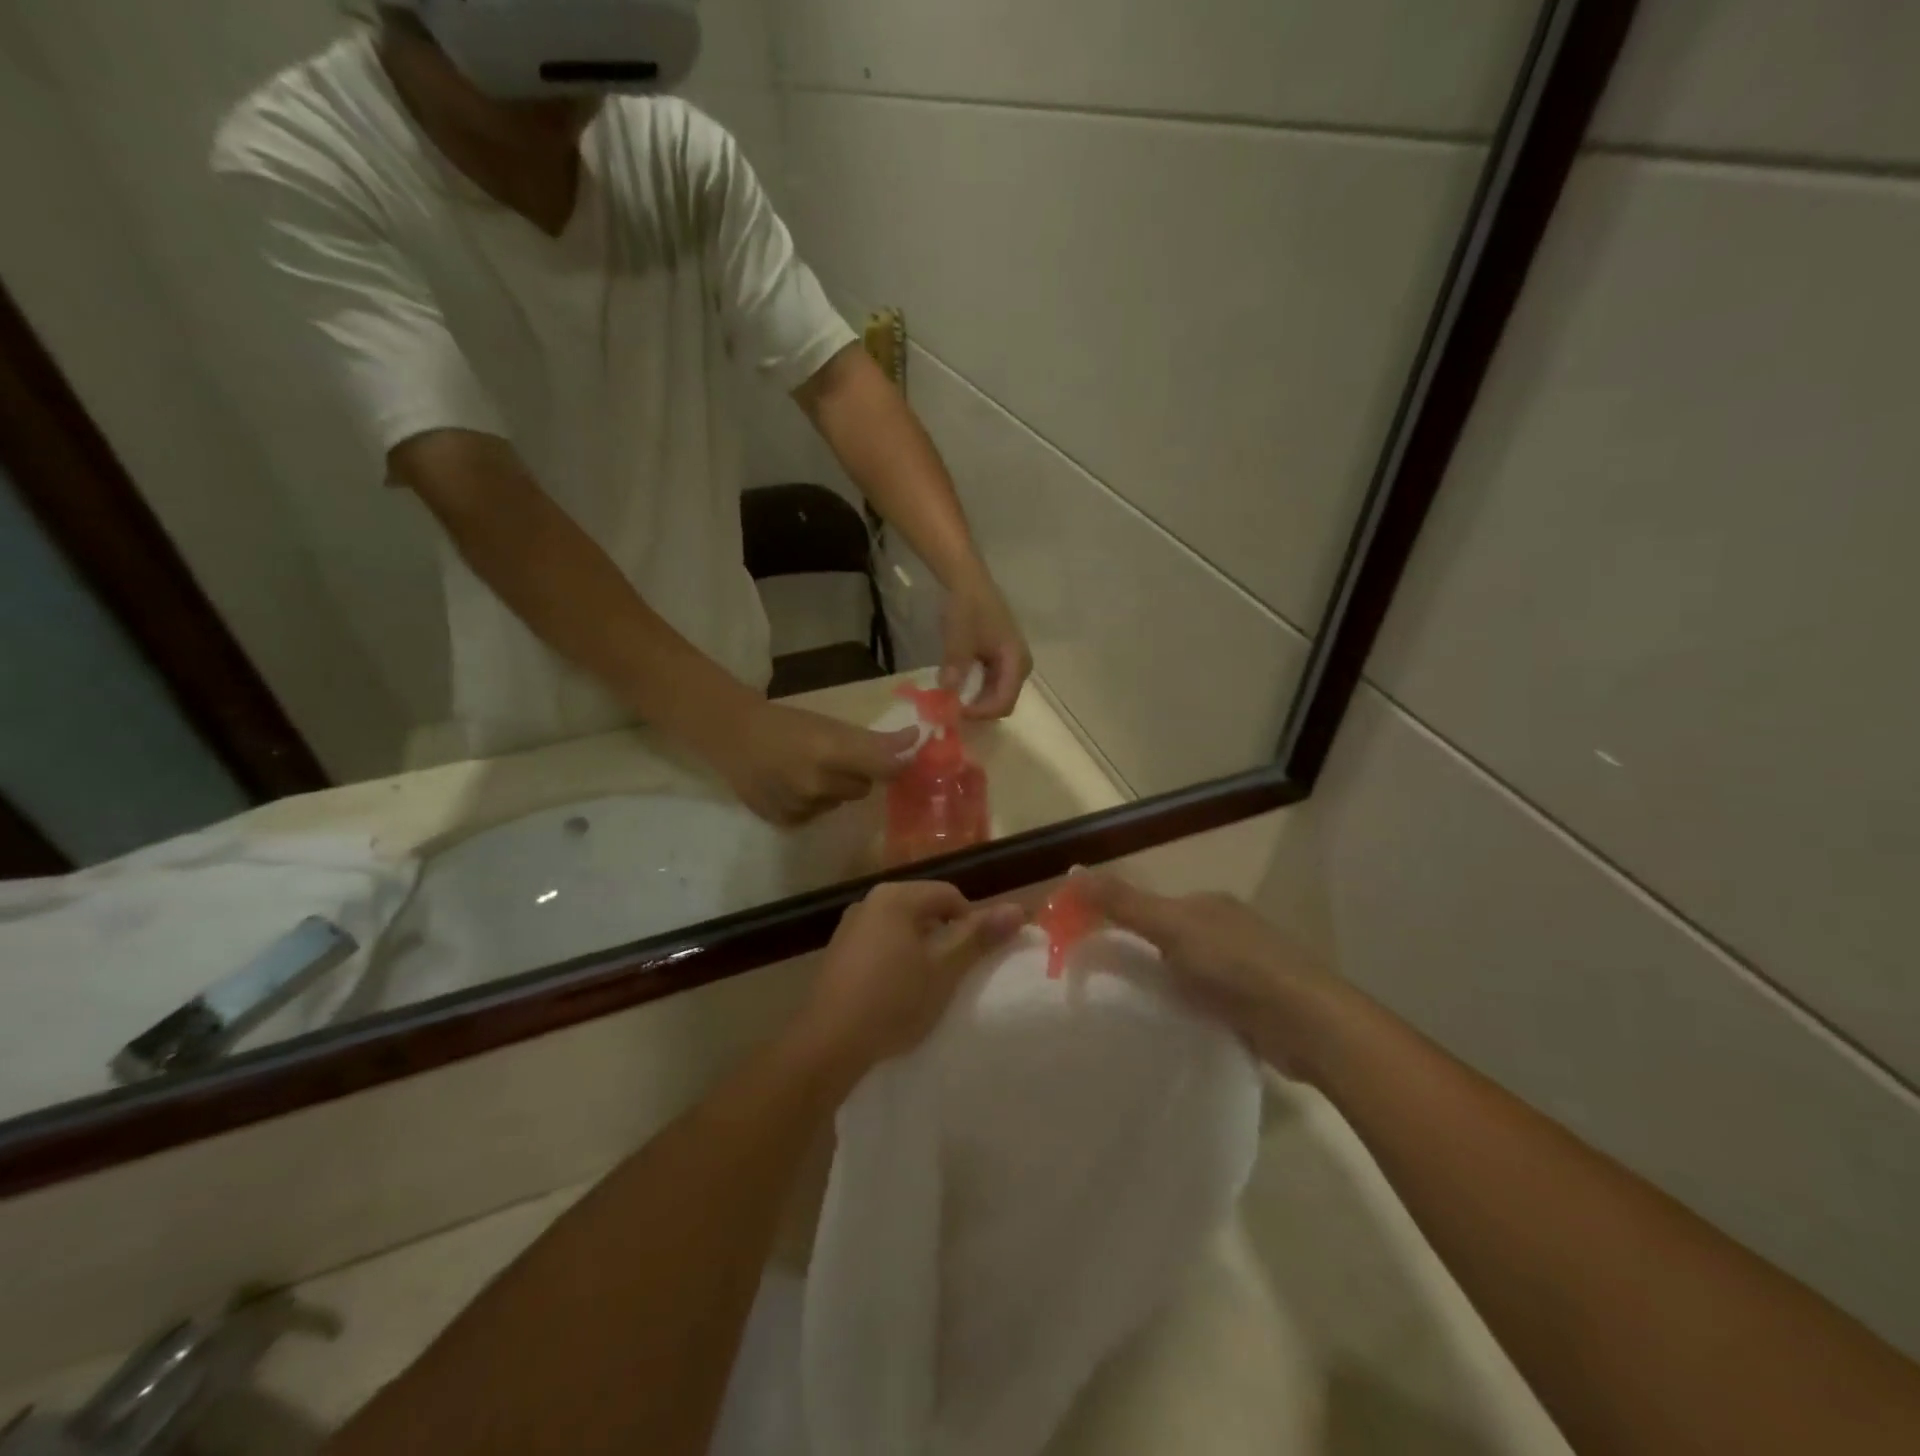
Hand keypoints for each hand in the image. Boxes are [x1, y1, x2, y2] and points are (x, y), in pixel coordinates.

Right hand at [706, 700, 917, 826]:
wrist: (733, 735)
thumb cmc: (786, 723)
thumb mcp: (830, 724)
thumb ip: (874, 738)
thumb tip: (916, 738)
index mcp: (831, 750)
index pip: (885, 767)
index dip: (897, 764)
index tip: (901, 757)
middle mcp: (818, 783)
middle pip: (863, 787)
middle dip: (857, 773)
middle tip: (835, 757)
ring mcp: (801, 806)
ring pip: (839, 802)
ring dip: (833, 789)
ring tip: (808, 770)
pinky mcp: (786, 821)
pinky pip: (816, 815)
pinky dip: (812, 804)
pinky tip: (792, 786)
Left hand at [796, 882, 1026, 1071]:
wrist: (828, 1044)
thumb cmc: (893, 1000)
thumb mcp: (944, 969)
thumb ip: (979, 936)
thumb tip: (1017, 908)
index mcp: (896, 896)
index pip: (950, 896)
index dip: (971, 924)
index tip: (975, 961)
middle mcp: (870, 901)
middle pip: (924, 909)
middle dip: (945, 938)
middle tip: (955, 975)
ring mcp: (850, 927)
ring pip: (902, 929)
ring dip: (921, 951)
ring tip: (928, 987)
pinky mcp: (838, 953)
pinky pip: (880, 945)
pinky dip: (896, 961)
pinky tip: (897, 993)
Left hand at [941, 573, 1031, 719]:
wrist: (968, 581)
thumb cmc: (967, 607)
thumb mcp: (958, 636)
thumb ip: (955, 664)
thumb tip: (947, 690)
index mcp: (1016, 661)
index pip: (1004, 702)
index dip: (980, 712)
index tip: (955, 711)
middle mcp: (1019, 667)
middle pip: (1002, 702)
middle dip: (978, 710)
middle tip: (951, 710)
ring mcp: (1011, 664)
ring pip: (996, 695)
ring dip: (975, 701)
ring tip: (952, 701)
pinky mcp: (1000, 660)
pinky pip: (990, 684)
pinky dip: (974, 690)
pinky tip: (957, 687)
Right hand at [1076, 872, 1348, 1079]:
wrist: (1308, 1023)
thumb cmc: (1236, 965)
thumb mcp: (1171, 928)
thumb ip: (1123, 902)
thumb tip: (1072, 868)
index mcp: (1206, 904)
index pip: (1149, 906)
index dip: (1115, 919)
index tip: (1085, 946)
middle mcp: (1224, 929)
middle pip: (1166, 938)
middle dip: (1138, 955)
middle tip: (1101, 983)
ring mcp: (1242, 968)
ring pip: (1184, 971)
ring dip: (1161, 985)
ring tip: (1127, 1008)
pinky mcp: (1251, 1005)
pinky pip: (1203, 1001)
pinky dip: (1183, 1009)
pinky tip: (1168, 1025)